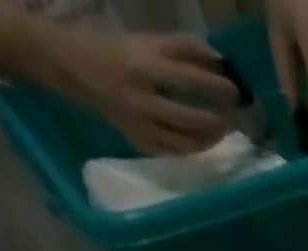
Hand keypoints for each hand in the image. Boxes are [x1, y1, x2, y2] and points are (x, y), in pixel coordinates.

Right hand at [54, 31, 238, 154]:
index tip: (235, 91)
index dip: (216, 87)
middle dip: (218, 120)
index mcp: (143, 65)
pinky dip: (194, 148)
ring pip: (187, 142)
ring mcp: (141, 124)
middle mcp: (143, 98)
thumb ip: (182, 48)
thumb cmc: (116, 50)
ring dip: (210, 138)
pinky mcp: (140, 141)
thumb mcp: (146, 41)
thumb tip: (219, 60)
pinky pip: (175, 152)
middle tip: (233, 117)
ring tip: (221, 130)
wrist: (72, 66)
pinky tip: (203, 141)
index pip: (189, 78)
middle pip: (192, 118)